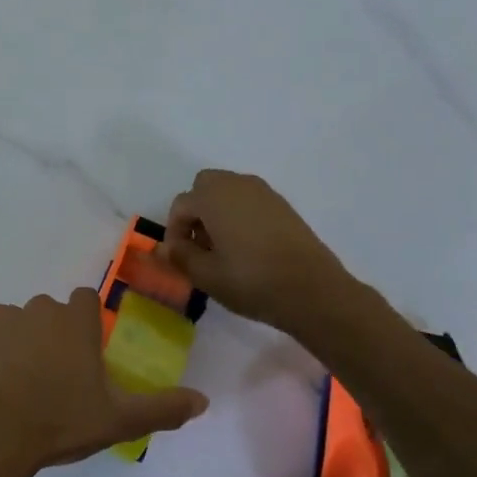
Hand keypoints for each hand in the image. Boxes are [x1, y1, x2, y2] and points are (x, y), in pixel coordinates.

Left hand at [0, 289, 206, 476]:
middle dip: (54, 334)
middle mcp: (43, 307)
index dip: (86, 324)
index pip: (86, 300)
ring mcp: (7, 314)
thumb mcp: (120, 420)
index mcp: (78, 320)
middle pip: (52, 312)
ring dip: (23, 338)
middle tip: (55, 376)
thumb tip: (203, 400)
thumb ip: (163, 407)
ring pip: (21, 319)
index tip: (85, 356)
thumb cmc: (62, 421)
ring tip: (22, 379)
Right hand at [159, 169, 357, 330]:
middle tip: (199, 245)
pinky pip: (250, 201)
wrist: (314, 291)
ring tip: (222, 248)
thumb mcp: (206, 275)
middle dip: (195, 212)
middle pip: (204, 186)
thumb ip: (179, 256)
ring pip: (228, 191)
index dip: (174, 232)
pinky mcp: (284, 206)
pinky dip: (240, 215)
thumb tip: (162, 247)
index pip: (180, 206)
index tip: (180, 259)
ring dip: (217, 212)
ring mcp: (264, 193)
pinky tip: (247, 248)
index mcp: (213, 197)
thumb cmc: (252, 281)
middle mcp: (237, 185)